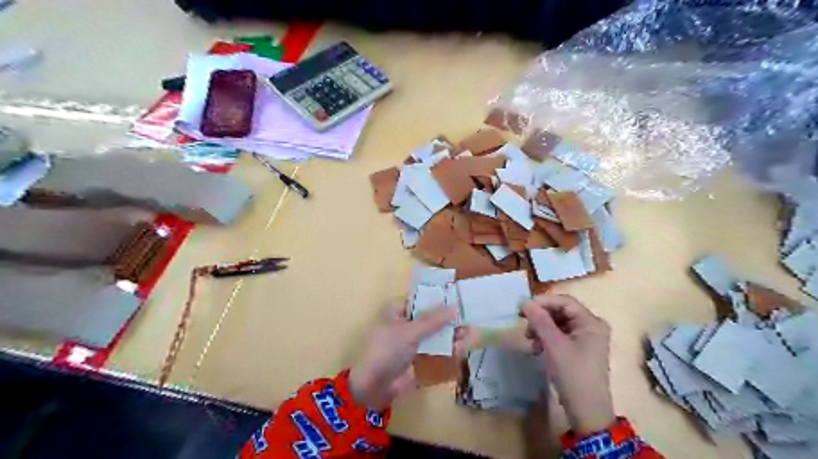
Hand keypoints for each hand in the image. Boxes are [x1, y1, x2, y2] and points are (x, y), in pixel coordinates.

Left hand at [347, 303, 457, 410]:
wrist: (373, 386)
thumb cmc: (387, 350)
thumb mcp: (410, 332)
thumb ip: (433, 320)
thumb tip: (455, 308)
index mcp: (397, 310)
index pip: (420, 298)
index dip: (438, 297)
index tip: (458, 296)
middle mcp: (404, 321)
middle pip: (430, 315)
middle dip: (448, 317)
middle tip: (467, 317)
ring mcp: (410, 339)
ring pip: (434, 332)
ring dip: (449, 333)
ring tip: (468, 333)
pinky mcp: (416, 355)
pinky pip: (433, 347)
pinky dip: (445, 346)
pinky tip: (459, 347)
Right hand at [525, 294, 613, 433]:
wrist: (586, 412)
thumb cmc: (573, 375)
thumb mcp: (554, 345)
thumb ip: (540, 321)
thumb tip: (525, 302)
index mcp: (591, 322)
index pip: (564, 301)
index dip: (543, 302)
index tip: (522, 309)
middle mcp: (591, 326)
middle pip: (561, 311)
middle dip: (541, 317)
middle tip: (524, 325)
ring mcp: (585, 338)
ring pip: (557, 323)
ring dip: (541, 328)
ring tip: (530, 340)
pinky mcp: (578, 349)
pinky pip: (559, 335)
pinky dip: (546, 338)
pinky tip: (536, 349)